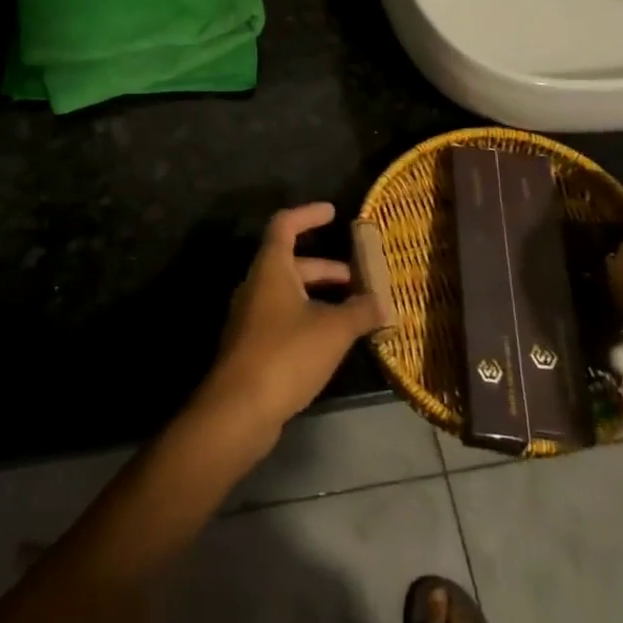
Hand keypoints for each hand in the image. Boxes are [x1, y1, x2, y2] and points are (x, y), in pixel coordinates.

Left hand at [192, 203, 384, 448]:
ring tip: (355, 313)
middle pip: (292, 263)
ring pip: (290, 294)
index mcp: (271, 268)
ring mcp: (252, 318)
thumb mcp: (333, 330)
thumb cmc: (285, 354)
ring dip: (321, 297)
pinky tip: (333, 342)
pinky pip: (285, 319)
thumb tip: (383, 302)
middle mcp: (257, 286)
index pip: (285, 225)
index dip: (308, 215)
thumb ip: (360, 311)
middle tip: (360, 279)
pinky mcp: (253, 347)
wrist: (238, 410)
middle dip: (327, 269)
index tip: (333, 212)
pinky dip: (310, 319)